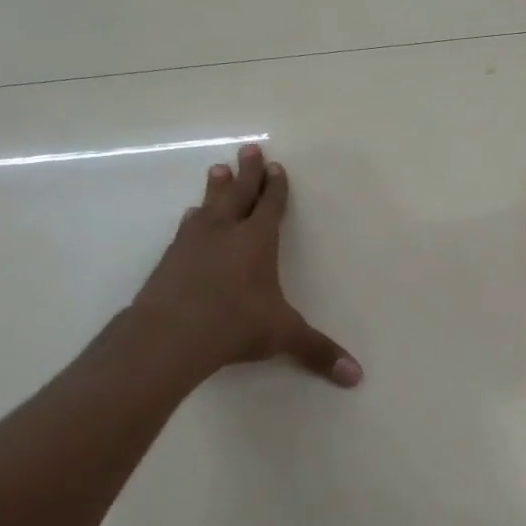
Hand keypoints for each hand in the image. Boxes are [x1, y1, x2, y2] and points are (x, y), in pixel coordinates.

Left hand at [102, 145, 361, 392]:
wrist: (168, 334)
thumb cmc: (234, 325)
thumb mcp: (282, 336)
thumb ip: (317, 351)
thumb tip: (356, 376)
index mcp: (257, 241)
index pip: (270, 205)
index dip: (275, 187)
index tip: (275, 167)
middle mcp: (225, 233)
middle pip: (238, 194)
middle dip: (247, 173)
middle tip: (247, 150)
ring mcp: (192, 243)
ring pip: (208, 206)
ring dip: (216, 189)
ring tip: (217, 170)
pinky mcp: (169, 260)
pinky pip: (185, 229)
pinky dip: (193, 220)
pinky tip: (189, 218)